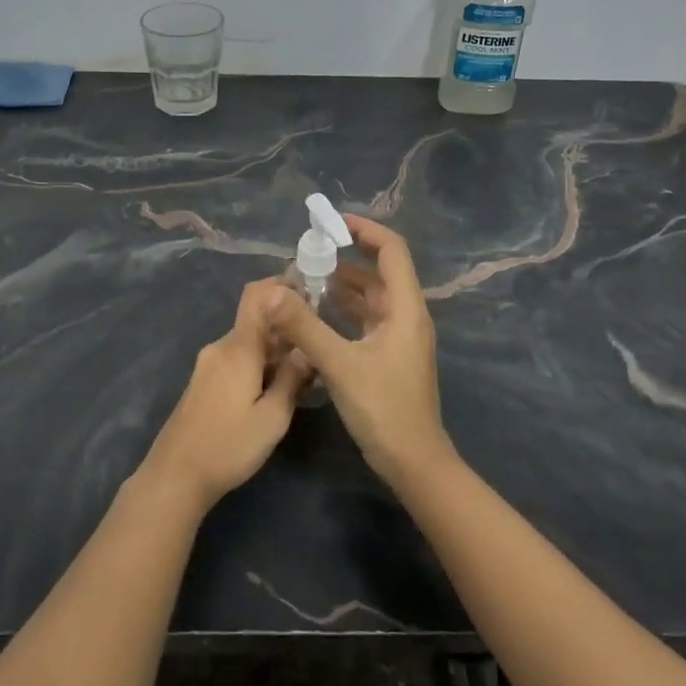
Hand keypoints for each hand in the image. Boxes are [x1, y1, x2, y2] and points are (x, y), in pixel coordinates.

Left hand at [140, 278, 312, 512]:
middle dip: (287, 326)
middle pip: (257, 320)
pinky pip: (237, 358)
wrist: (175, 476)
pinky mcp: (204, 381)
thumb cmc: (228, 447)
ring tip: (305, 369)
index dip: (281, 285)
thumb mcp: (272, 418)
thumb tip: (309, 349)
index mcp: (238, 348)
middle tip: (319, 341)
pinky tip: (276, 385)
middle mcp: (221, 347)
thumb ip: (292, 379)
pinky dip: (259, 362)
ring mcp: (209, 364)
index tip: (310, 288)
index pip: (257, 296)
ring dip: (275, 348)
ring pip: (248, 342)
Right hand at [268, 215, 451, 486]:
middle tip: (309, 253)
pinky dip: (344, 310)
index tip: (332, 223)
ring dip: (344, 285)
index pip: (392, 251)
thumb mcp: (339, 365)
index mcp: (405, 309)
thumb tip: (271, 291)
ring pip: (372, 298)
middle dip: (347, 258)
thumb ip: (304, 326)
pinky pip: (366, 320)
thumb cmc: (383, 409)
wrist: (413, 462)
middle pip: (380, 272)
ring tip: (307, 278)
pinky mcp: (389, 356)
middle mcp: (406, 316)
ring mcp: (399, 338)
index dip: (365, 230)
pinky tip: (317, 313)